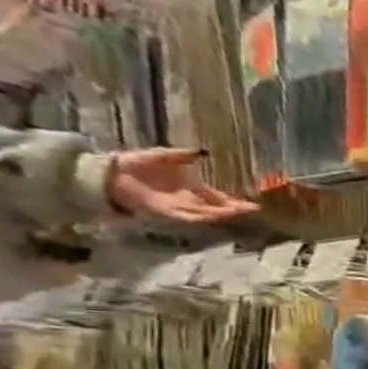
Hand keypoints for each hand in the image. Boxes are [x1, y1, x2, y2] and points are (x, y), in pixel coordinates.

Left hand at [102, 149, 257, 224]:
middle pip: (219, 208)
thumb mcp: (163, 156)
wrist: (108, 174)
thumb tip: (204, 151)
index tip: (255, 203)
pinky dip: (203, 217)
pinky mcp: (167, 211)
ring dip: (225, 215)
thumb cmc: (135, 164)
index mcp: (192, 189)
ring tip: (244, 214)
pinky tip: (216, 216)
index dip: (237, 201)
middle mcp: (190, 201)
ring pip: (209, 214)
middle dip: (238, 210)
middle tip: (259, 211)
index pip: (220, 198)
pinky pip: (189, 216)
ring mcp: (180, 208)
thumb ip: (183, 155)